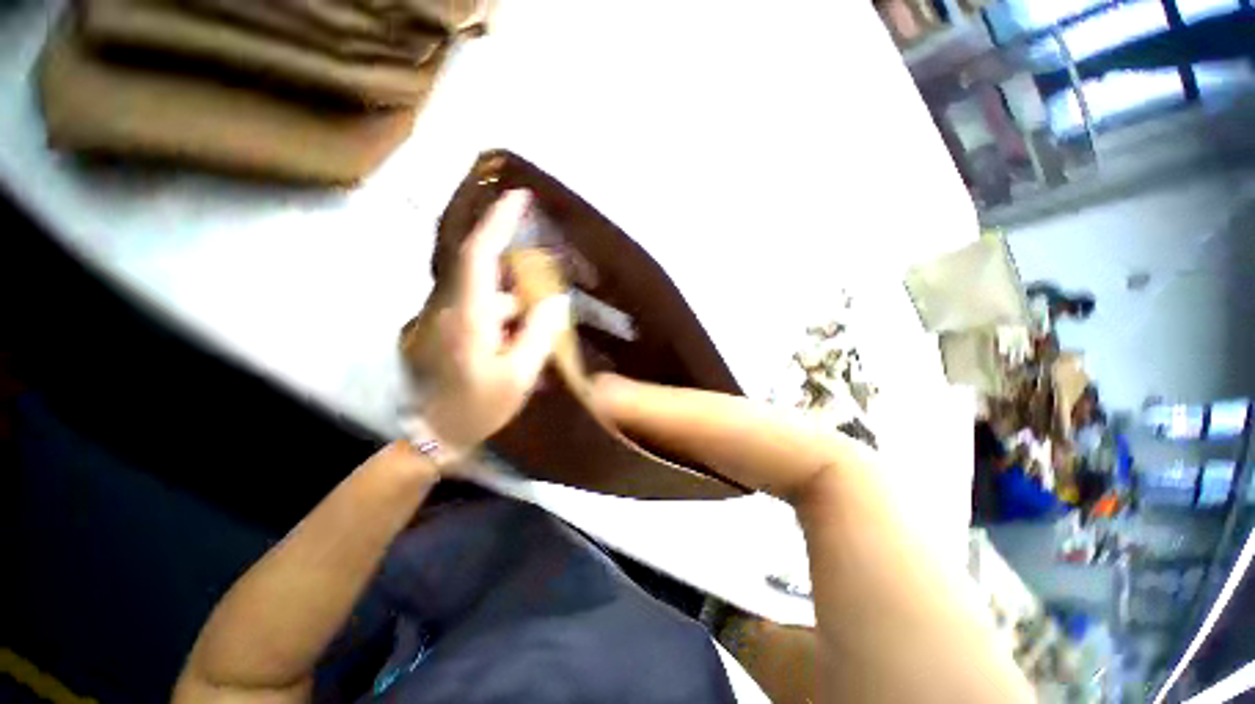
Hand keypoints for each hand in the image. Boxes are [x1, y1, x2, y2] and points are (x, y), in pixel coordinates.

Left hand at [421, 190, 570, 456]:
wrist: (432, 435)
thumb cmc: (477, 408)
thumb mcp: (519, 376)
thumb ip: (539, 335)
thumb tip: (556, 302)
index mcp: (466, 318)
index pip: (478, 255)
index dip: (497, 223)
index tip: (519, 198)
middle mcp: (447, 308)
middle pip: (480, 266)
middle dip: (512, 260)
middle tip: (543, 273)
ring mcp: (440, 317)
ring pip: (482, 290)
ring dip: (511, 298)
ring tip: (535, 321)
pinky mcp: (442, 327)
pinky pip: (477, 306)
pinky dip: (501, 312)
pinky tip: (517, 337)